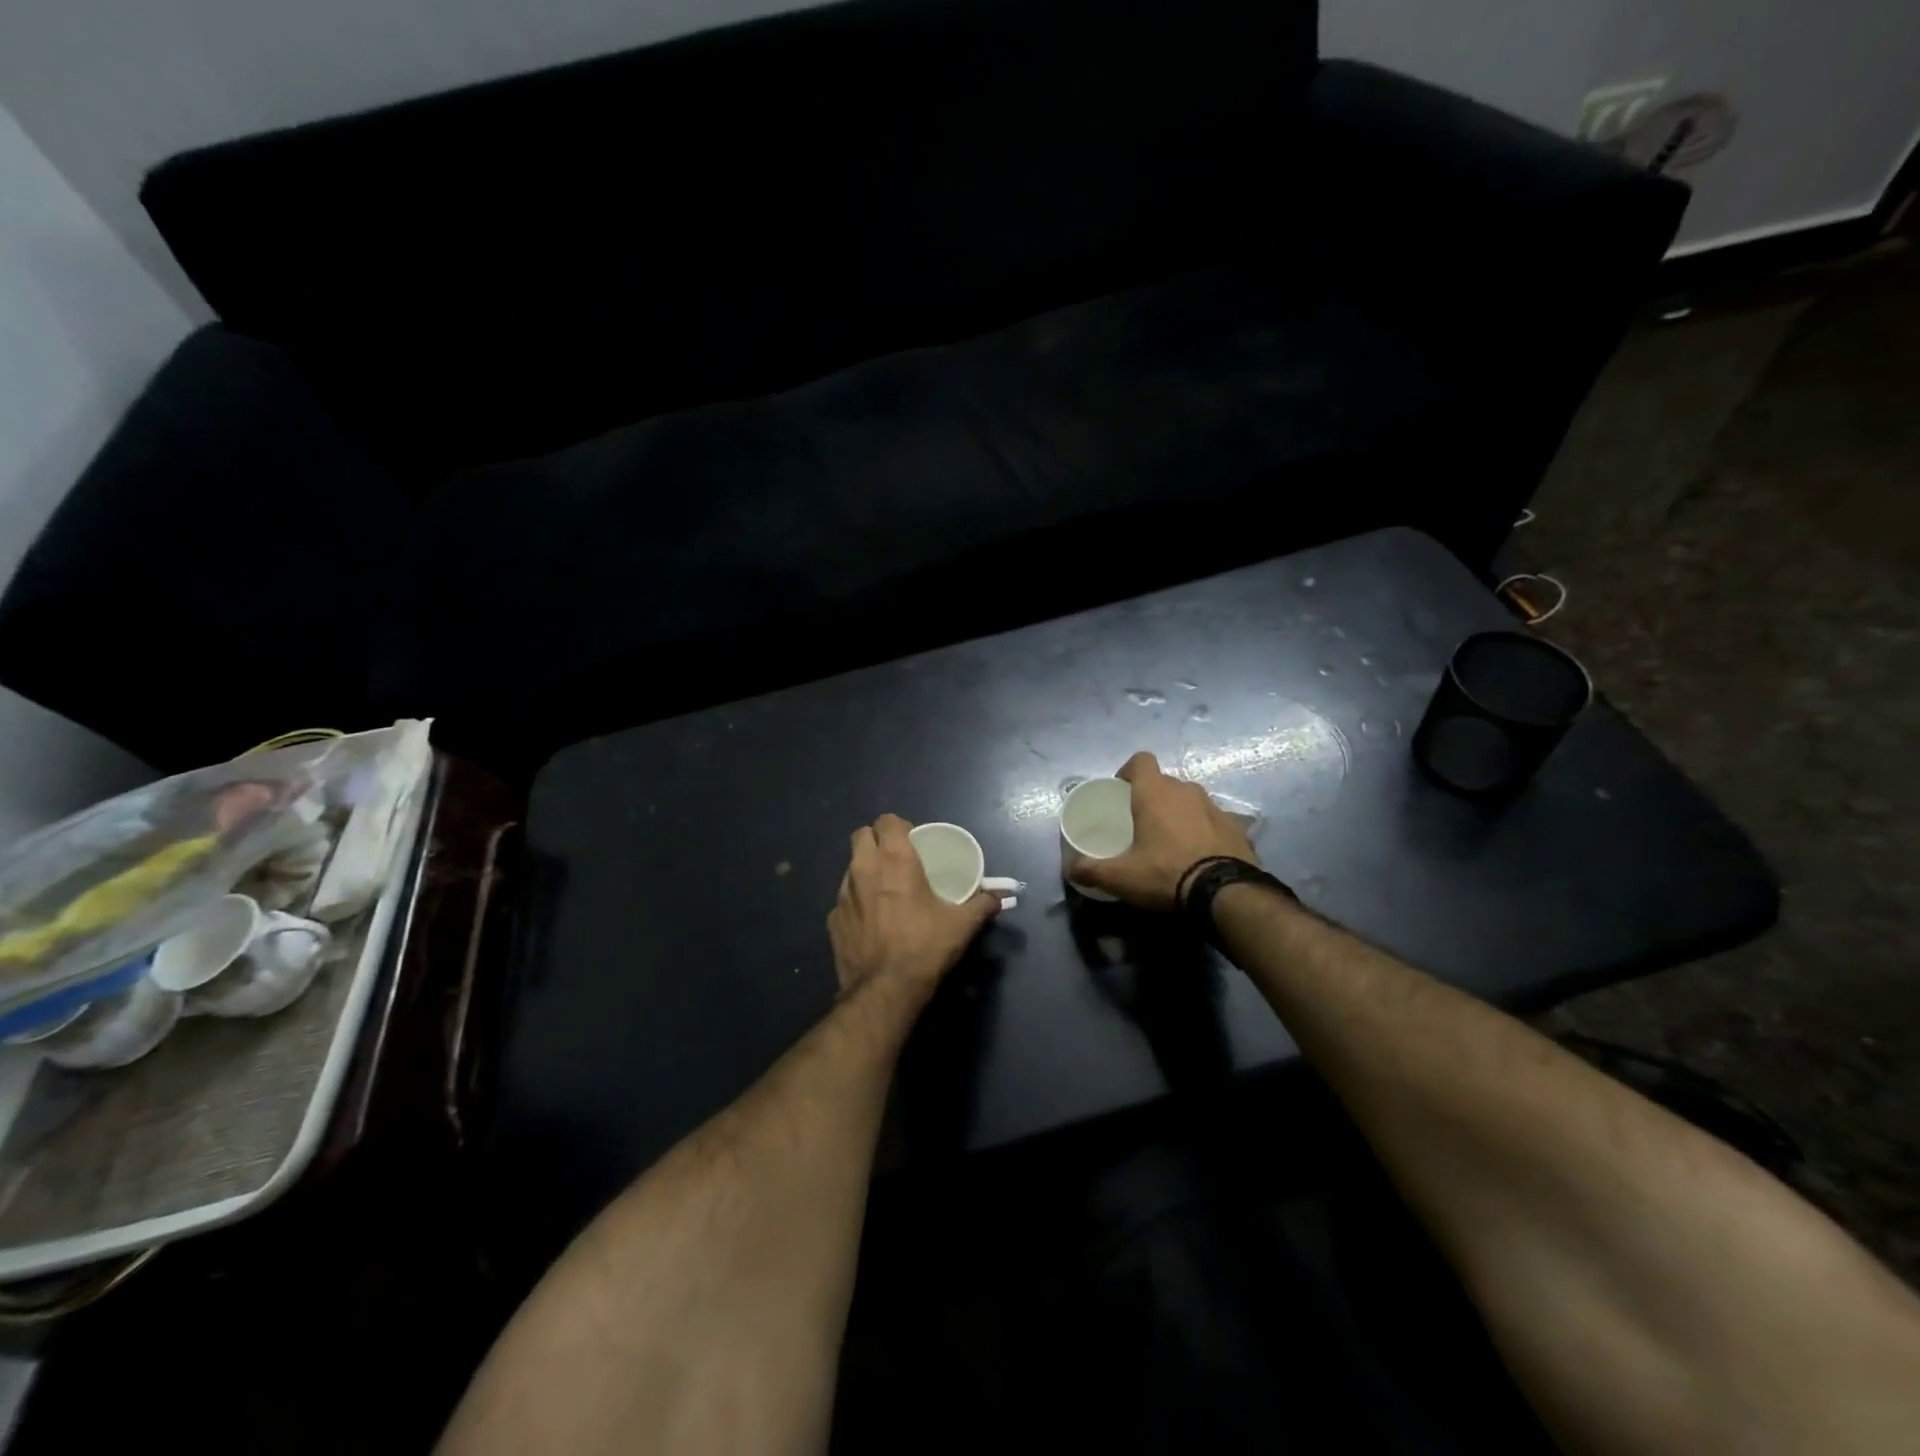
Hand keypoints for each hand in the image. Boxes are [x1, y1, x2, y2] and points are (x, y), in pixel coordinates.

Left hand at [829, 814, 1003, 998]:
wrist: (884, 990)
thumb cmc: (925, 947)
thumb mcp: (962, 925)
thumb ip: (983, 905)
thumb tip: (1001, 897)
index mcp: (895, 860)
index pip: (887, 821)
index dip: (899, 826)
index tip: (913, 841)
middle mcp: (864, 868)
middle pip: (862, 835)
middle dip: (877, 840)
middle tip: (896, 859)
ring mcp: (843, 893)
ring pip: (850, 865)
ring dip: (865, 869)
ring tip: (884, 889)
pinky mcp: (832, 919)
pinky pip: (844, 898)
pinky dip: (857, 901)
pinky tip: (871, 921)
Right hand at [1067, 752, 1257, 910]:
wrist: (1226, 893)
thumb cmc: (1166, 874)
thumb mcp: (1121, 877)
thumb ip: (1092, 870)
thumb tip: (1071, 870)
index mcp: (1156, 793)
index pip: (1141, 760)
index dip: (1129, 771)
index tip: (1122, 791)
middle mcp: (1186, 791)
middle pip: (1165, 782)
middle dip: (1152, 797)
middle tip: (1141, 824)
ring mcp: (1215, 807)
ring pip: (1190, 800)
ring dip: (1179, 813)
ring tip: (1171, 840)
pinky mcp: (1237, 826)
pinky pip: (1212, 820)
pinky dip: (1203, 830)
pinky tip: (1198, 854)